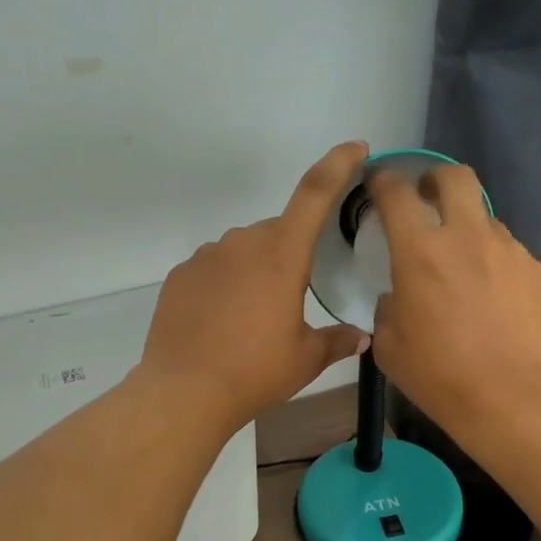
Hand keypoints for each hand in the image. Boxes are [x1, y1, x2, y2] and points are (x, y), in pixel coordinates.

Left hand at [140, 142, 371, 431]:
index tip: (355, 149)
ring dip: (254, 272)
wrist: (184, 392)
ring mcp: (205, 257)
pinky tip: (222, 323)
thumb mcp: (305, 359)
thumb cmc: (255, 372)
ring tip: (252, 320)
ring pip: (242, 251)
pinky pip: (212, 270)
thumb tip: (361, 337)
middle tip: (290, 302)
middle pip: (276, 233)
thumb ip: (337, 341)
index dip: (338, 165)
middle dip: (289, 255)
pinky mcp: (179, 276)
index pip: (314, 193)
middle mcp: (242, 243)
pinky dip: (224, 286)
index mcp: (281, 254)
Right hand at [368, 163, 540, 433]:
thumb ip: (388, 310)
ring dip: (472, 236)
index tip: (380, 185)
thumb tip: (398, 297)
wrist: (514, 401)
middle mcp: (469, 238)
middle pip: (456, 178)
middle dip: (437, 179)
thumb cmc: (440, 377)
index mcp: (421, 252)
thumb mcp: (390, 348)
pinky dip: (502, 273)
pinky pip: (516, 261)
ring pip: (489, 224)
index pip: (397, 194)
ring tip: (470, 276)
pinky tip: (502, 309)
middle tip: (429, 198)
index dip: (384, 182)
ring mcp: (513, 253)